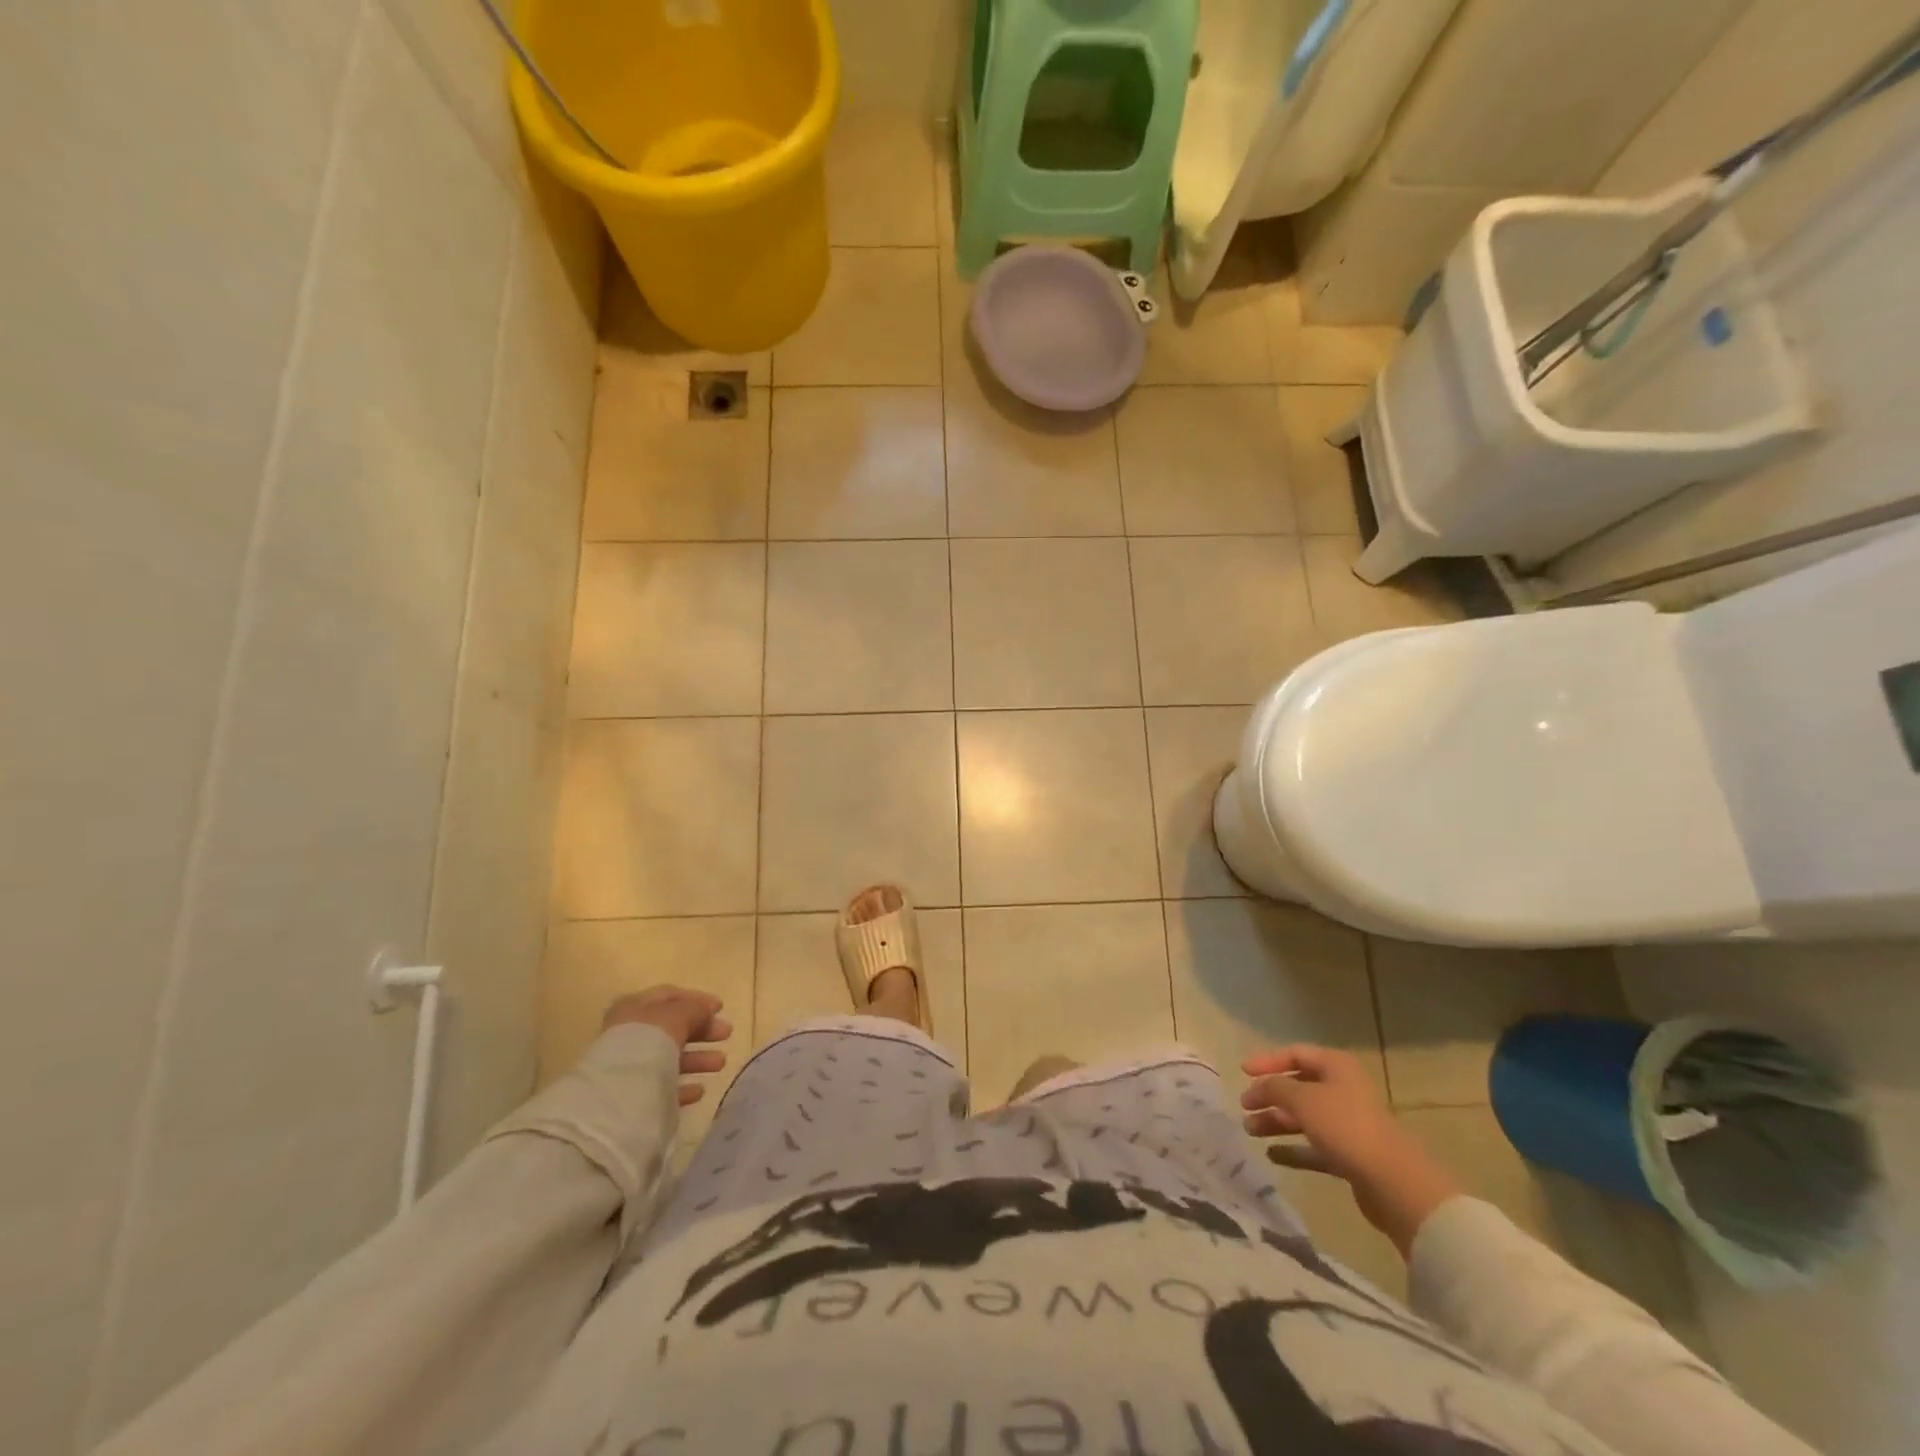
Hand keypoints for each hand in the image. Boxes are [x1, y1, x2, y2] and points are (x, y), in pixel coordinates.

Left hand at [603, 986, 732, 1106]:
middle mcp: (629, 1034)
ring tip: (721, 1063)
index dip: (696, 1000)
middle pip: (672, 1028)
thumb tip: (707, 1011)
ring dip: (698, 1059)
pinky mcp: (633, 1097)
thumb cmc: (647, 1041)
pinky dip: (683, 1086)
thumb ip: (694, 1010)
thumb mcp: (676, 1016)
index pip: (669, 996)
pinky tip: (700, 1089)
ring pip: (670, 1058)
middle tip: (727, 1034)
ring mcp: (630, 1067)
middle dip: (702, 1031)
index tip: (721, 1008)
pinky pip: (663, 1087)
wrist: (618, 1094)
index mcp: (634, 1008)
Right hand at [1241, 1045, 1461, 1255]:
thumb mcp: (1301, 1099)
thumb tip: (1258, 1087)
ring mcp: (1348, 1124)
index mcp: (1336, 1067)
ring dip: (1276, 1122)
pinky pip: (1315, 1147)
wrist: (1394, 1182)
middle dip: (1270, 1095)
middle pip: (1299, 1087)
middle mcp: (1343, 1090)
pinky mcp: (1351, 1156)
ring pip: (1304, 1118)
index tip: (1242, 1071)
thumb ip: (1274, 1087)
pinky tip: (1272, 1155)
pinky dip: (1294, 1149)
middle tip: (1244, 1106)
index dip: (1267, 1060)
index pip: (1295, 1053)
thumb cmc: (1345, 1127)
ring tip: (1251, 1131)